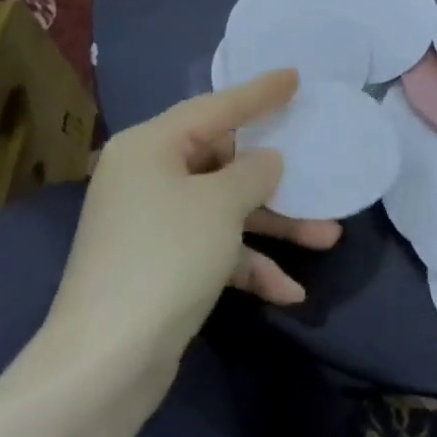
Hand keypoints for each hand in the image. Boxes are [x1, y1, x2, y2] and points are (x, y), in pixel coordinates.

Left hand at [42, 71, 339, 386]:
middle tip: (314, 166)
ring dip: (274, 225)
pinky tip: (289, 292)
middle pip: (223, 162)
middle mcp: (147, 177)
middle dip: (275, 178)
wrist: (107, 359)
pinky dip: (249, 265)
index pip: (215, 107)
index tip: (294, 77)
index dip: (258, 92)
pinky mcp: (161, 266)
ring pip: (225, 210)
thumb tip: (266, 162)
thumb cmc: (167, 256)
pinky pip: (214, 250)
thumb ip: (253, 172)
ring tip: (328, 236)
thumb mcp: (221, 204)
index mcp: (150, 146)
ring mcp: (152, 224)